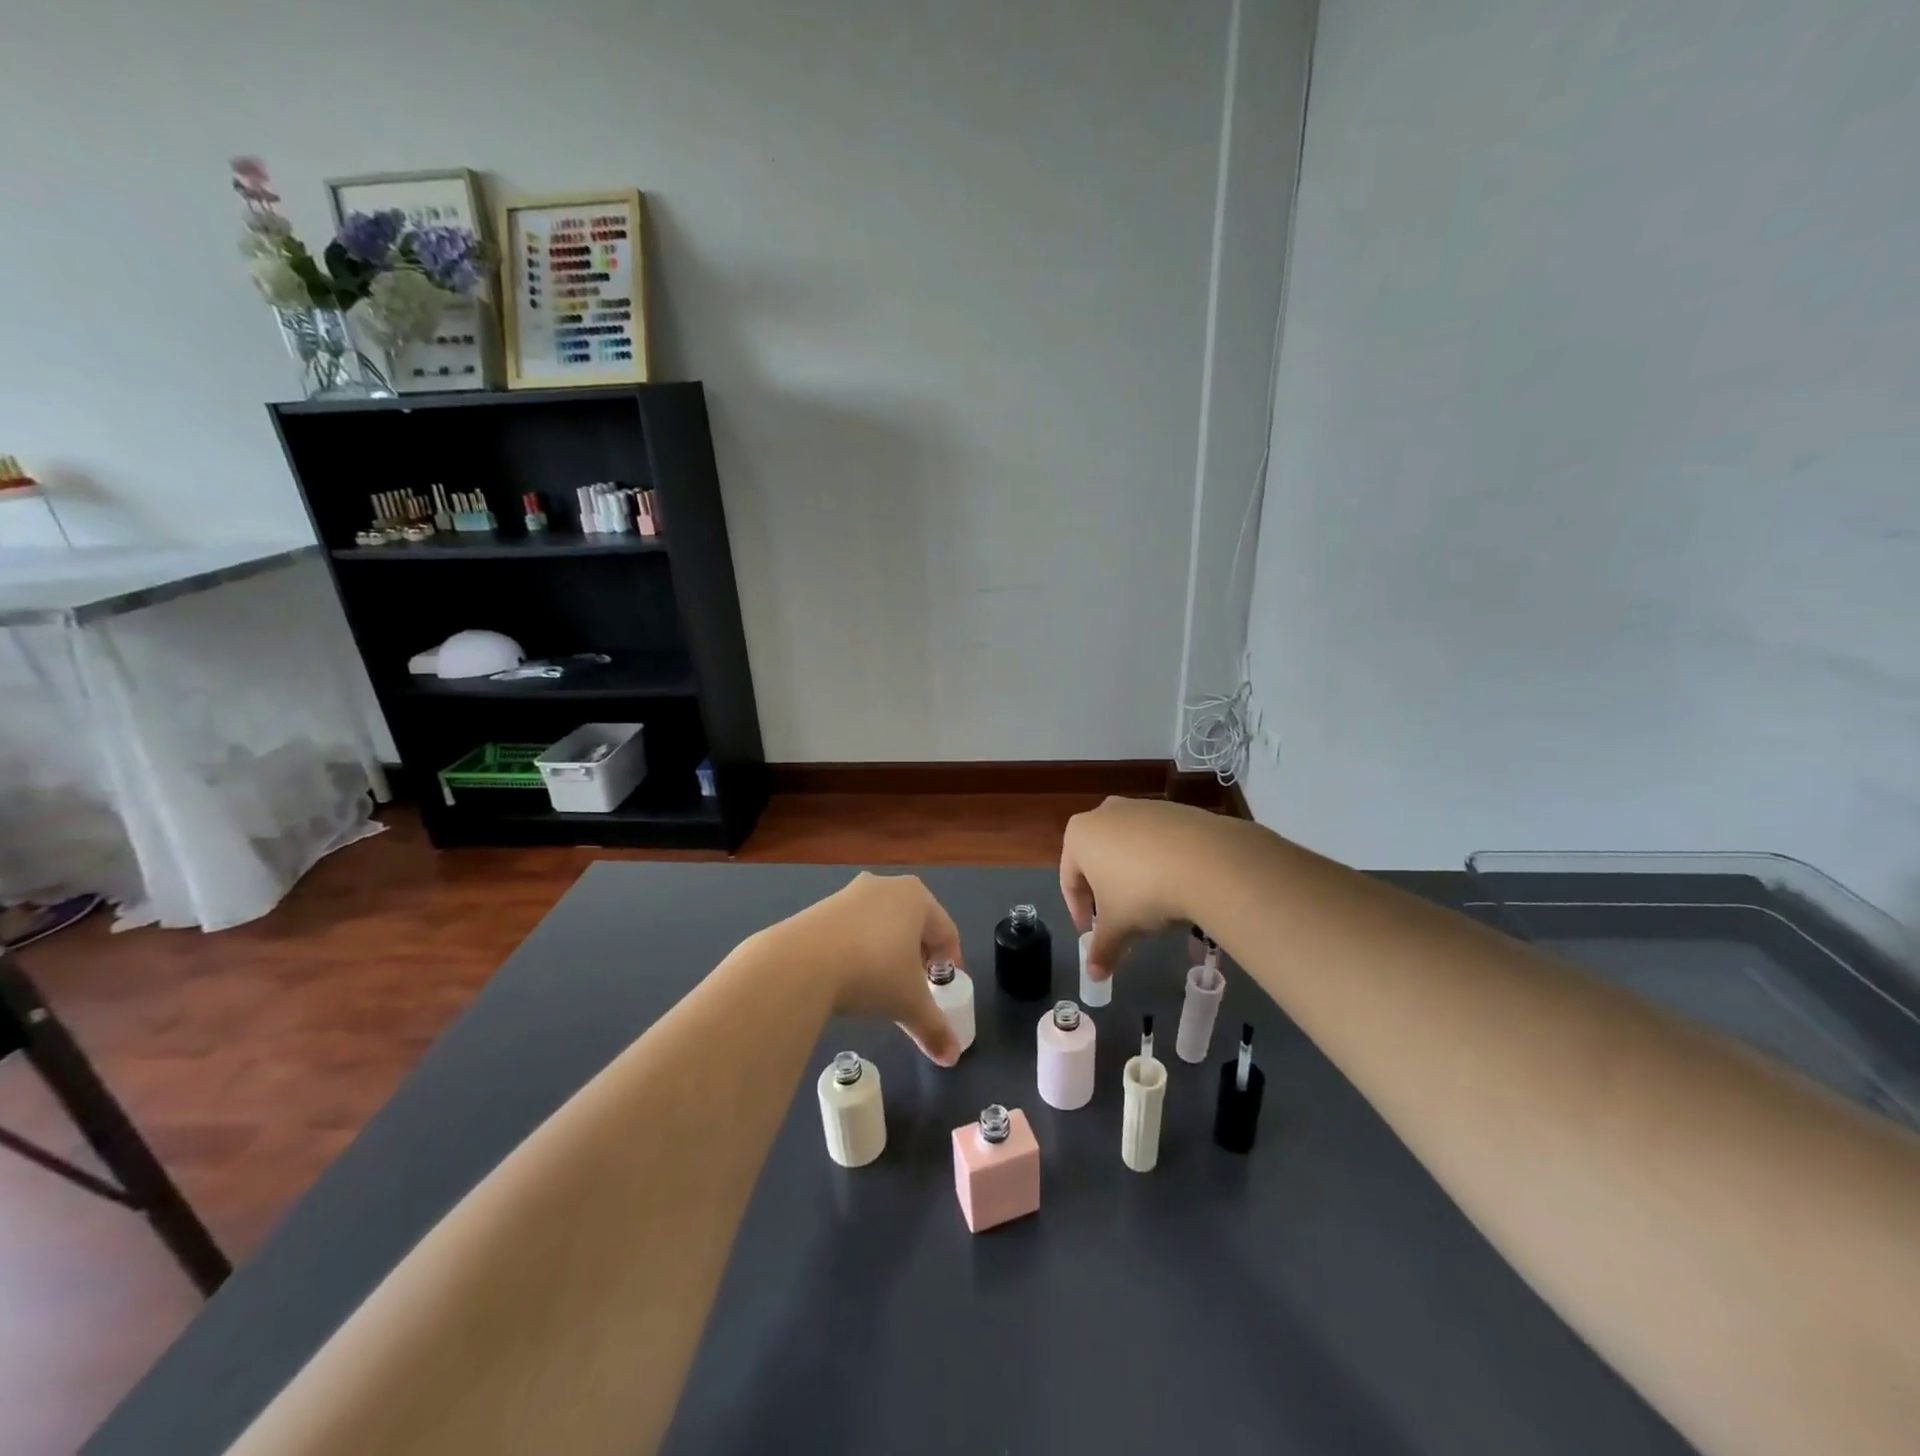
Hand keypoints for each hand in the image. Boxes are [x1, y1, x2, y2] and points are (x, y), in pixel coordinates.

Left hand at [780, 872, 964, 1065]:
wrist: (799, 964)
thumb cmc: (872, 973)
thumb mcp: (909, 1004)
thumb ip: (934, 1027)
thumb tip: (952, 1056)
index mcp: (916, 897)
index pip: (946, 931)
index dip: (950, 962)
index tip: (945, 989)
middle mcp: (886, 886)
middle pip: (914, 923)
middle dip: (919, 955)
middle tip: (917, 986)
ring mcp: (850, 893)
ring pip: (882, 924)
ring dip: (888, 951)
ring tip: (882, 984)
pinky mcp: (821, 907)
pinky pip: (853, 928)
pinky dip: (859, 948)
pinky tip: (850, 975)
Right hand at [1060, 796, 1232, 984]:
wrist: (1205, 860)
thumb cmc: (1142, 890)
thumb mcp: (1117, 926)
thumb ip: (1102, 948)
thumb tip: (1094, 976)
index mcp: (1079, 834)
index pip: (1069, 879)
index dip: (1078, 911)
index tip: (1091, 934)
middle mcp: (1105, 812)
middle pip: (1098, 861)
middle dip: (1106, 894)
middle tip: (1120, 922)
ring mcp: (1141, 807)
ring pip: (1128, 850)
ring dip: (1133, 878)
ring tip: (1152, 908)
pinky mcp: (1174, 810)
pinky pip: (1158, 842)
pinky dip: (1160, 864)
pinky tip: (1176, 886)